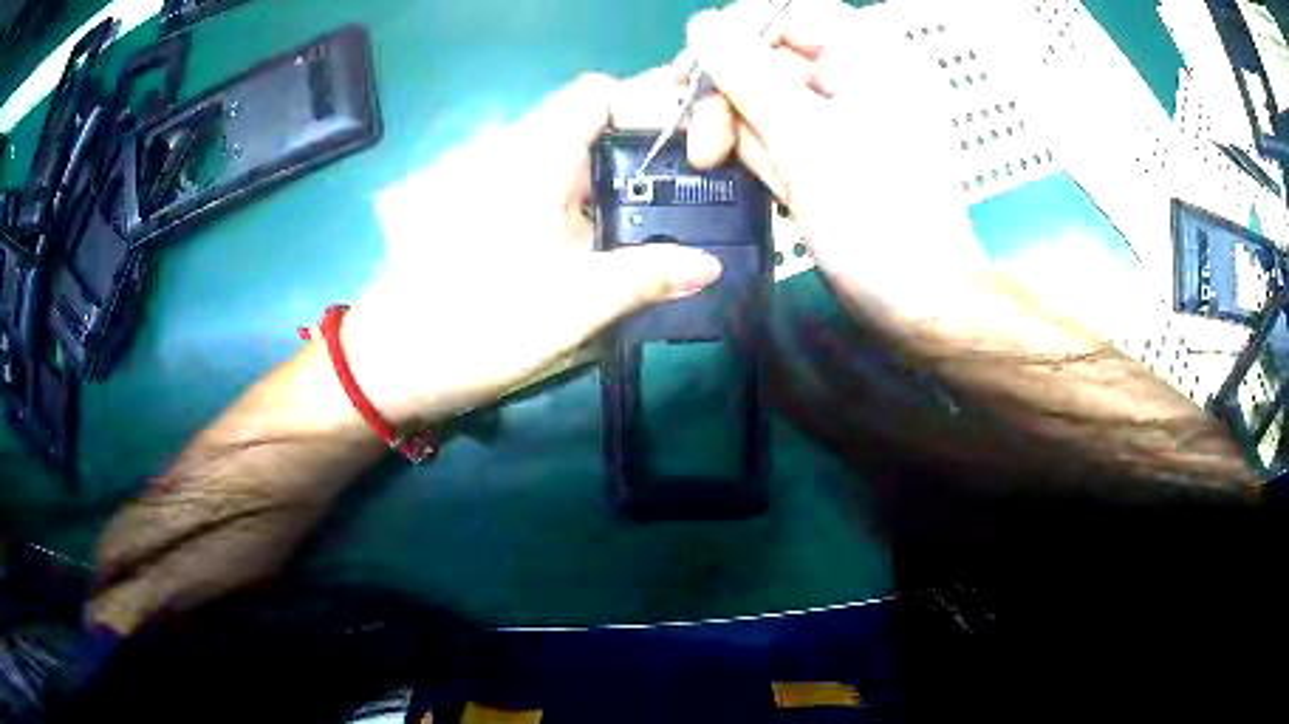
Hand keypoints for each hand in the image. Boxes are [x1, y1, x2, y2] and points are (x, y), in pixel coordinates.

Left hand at [339, 75, 723, 429]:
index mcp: (536, 153)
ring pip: (576, 169)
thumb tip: (710, 266)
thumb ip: (648, 275)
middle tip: (698, 196)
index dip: (648, 107)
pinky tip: (617, 250)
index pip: (599, 93)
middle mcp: (518, 156)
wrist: (392, 363)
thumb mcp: (576, 302)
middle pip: (594, 132)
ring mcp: (502, 188)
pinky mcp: (492, 219)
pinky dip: (590, 214)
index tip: (690, 146)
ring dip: (621, 191)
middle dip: (647, 157)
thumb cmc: (480, 321)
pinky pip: (554, 198)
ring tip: (671, 226)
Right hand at [681, 0, 988, 331]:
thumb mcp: (805, 138)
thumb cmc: (876, 219)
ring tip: (722, 167)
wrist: (921, 304)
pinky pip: (783, 136)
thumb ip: (747, 74)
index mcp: (868, 56)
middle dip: (728, 97)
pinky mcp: (834, 154)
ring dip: (738, 132)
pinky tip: (768, 185)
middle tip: (702, 144)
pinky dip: (762, 156)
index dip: (735, 33)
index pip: (788, 13)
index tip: (693, 71)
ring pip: (768, 100)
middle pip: (771, 58)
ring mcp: (845, 118)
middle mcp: (857, 77)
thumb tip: (701, 26)